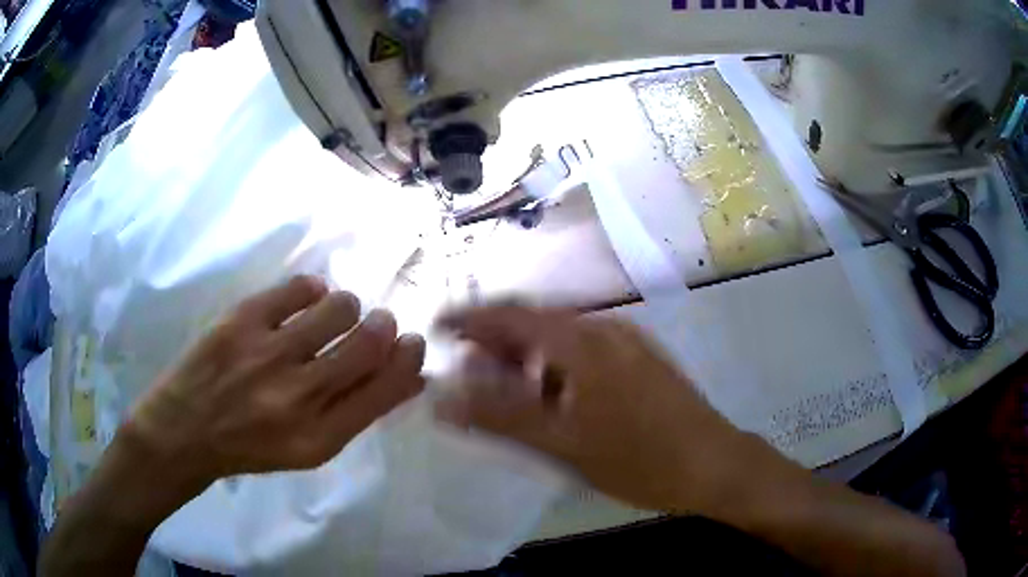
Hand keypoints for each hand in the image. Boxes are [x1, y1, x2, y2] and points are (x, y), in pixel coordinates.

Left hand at [127, 276, 425, 488]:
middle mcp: (298, 397)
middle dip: (383, 327)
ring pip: (338, 307)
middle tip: (377, 323)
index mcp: (320, 438)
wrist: (184, 430)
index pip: (385, 390)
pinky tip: (304, 302)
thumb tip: (409, 375)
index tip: (413, 343)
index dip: (408, 360)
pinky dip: (312, 290)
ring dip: (346, 307)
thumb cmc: (251, 447)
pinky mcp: (241, 320)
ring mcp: (267, 354)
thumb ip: (357, 412)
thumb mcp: (310, 449)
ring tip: (331, 315)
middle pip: (368, 343)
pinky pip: (299, 287)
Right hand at [435, 303, 763, 514]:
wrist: (715, 465)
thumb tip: (442, 399)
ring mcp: (627, 343)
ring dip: (526, 357)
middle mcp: (605, 329)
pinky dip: (555, 367)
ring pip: (561, 339)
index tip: (437, 328)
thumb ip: (500, 418)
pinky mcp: (640, 360)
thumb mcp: (563, 444)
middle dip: (495, 342)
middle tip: (465, 370)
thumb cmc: (640, 459)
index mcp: (584, 342)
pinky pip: (585, 352)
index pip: (512, 315)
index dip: (469, 319)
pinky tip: (550, 397)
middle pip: (537, 323)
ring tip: (502, 388)